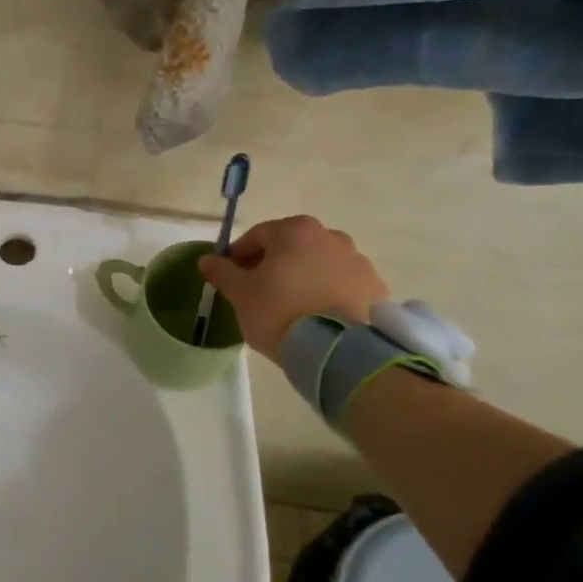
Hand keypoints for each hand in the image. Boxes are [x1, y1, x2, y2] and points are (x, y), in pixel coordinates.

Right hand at [198, 215, 390, 360]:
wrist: (337, 350)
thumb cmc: (279, 312)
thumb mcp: (240, 293)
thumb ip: (222, 272)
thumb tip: (207, 260)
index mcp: (295, 231)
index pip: (257, 236)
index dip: (239, 256)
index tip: (231, 277)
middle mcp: (331, 237)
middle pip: (291, 247)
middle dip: (274, 264)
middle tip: (259, 292)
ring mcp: (359, 261)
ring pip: (319, 264)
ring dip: (303, 276)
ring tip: (292, 307)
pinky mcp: (376, 288)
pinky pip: (343, 284)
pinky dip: (328, 292)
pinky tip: (317, 315)